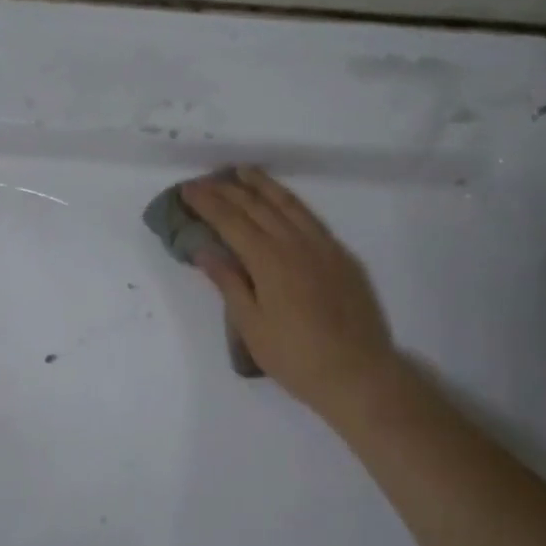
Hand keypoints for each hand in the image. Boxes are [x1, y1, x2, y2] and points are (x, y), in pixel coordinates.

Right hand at [181, 167, 400, 424]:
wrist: (357, 374)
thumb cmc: (295, 357)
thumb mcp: (251, 325)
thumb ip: (228, 282)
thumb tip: (204, 249)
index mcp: (269, 260)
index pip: (231, 221)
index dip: (208, 203)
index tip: (188, 189)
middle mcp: (296, 243)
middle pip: (257, 207)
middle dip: (228, 190)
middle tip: (206, 180)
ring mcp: (323, 247)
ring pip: (288, 205)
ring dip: (263, 186)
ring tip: (244, 172)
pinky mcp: (341, 256)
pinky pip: (310, 218)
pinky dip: (290, 202)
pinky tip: (283, 202)